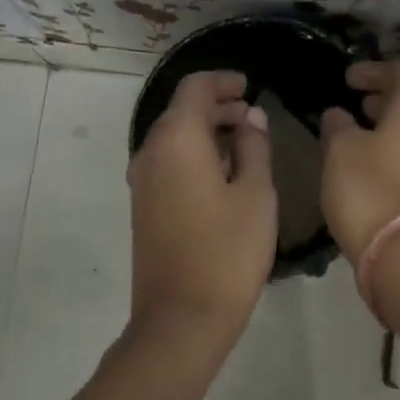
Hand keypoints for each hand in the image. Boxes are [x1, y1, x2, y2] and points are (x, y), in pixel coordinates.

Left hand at [128, 71, 274, 339]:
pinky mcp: (144, 208)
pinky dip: (195, 156)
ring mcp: (142, 183)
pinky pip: (169, 164)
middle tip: (253, 116)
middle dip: (217, 107)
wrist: (182, 318)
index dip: (223, 82)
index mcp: (177, 140)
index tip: (250, 87)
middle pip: (181, 112)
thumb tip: (249, 118)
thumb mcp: (256, 194)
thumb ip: (254, 147)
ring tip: (246, 144)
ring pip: (174, 139)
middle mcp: (150, 153)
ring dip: (207, 133)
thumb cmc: (228, 252)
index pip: (195, 88)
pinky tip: (225, 175)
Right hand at [319, 60, 399, 262]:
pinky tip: (365, 162)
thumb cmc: (367, 189)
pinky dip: (390, 149)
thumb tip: (338, 115)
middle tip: (352, 102)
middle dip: (380, 97)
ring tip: (354, 132)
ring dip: (385, 125)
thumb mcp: (340, 150)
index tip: (347, 79)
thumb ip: (337, 125)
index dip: (372, 69)